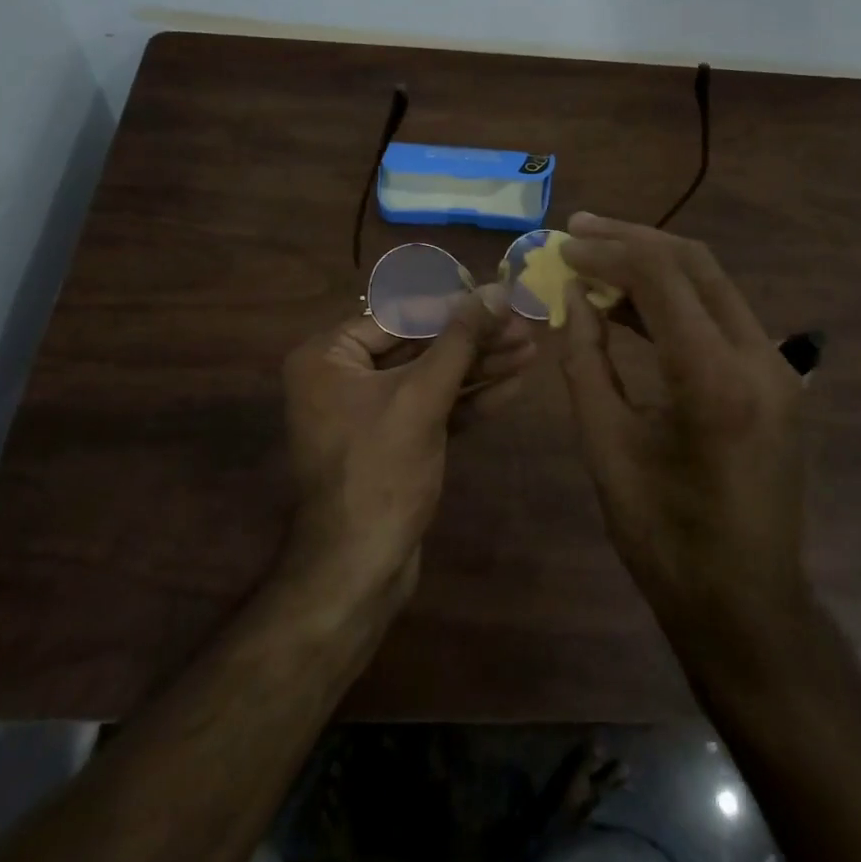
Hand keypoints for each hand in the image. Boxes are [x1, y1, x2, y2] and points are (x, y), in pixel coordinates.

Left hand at [278, 286, 533, 617]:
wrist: (358, 571)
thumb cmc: (380, 471)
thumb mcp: (422, 397)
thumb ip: (460, 340)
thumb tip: (495, 290)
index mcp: (329, 356)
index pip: (401, 315)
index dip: (455, 306)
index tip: (500, 298)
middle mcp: (343, 377)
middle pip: (420, 345)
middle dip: (474, 339)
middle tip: (524, 327)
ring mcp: (369, 412)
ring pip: (431, 377)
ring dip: (480, 366)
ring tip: (531, 351)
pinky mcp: (393, 442)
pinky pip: (433, 407)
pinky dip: (469, 399)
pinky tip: (513, 385)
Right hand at [559, 214, 808, 647]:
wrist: (747, 607)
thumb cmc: (665, 538)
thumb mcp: (607, 446)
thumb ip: (586, 361)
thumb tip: (575, 298)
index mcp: (714, 379)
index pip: (661, 278)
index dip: (607, 252)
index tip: (564, 246)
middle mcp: (758, 357)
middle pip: (695, 263)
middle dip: (633, 238)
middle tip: (579, 228)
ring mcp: (776, 366)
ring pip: (712, 283)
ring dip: (655, 263)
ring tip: (598, 255)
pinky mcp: (776, 379)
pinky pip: (722, 316)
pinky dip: (676, 299)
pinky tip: (633, 302)